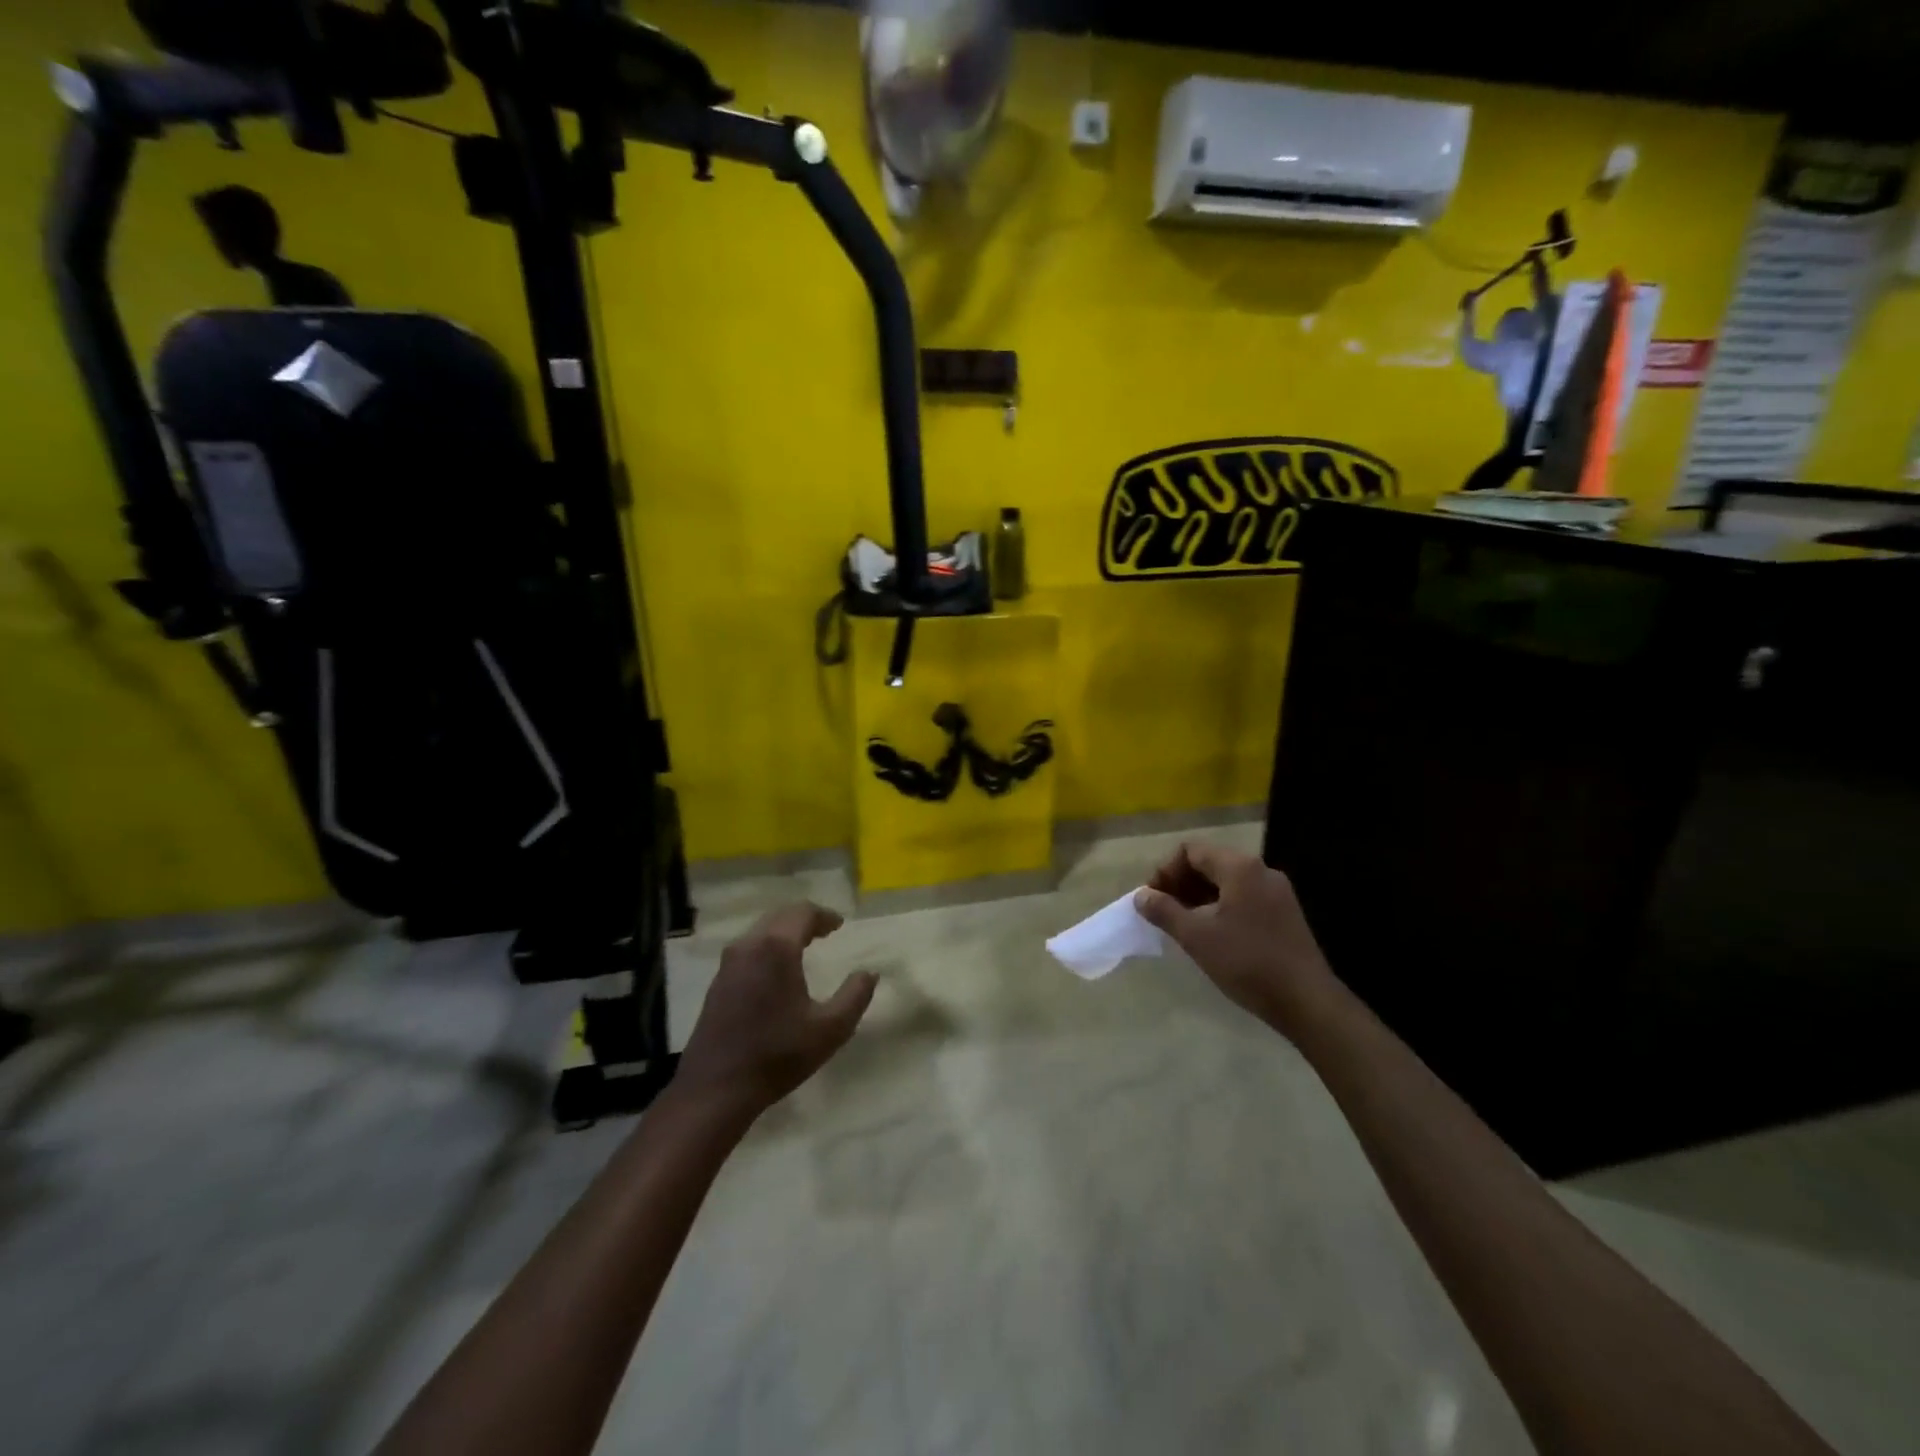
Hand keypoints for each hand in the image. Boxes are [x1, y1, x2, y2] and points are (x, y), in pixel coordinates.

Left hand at [675, 902, 876, 1117]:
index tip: (840, 925)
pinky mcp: (717, 982)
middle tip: (825, 931)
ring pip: (760, 930)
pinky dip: (767, 946)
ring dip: (784, 931)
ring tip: (804, 946)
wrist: (716, 1089)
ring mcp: (728, 963)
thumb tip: (869, 973)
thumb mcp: (830, 1029)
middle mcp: (749, 945)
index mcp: (776, 947)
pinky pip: (748, 948)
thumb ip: (855, 996)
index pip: (803, 912)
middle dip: (804, 919)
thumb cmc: (777, 1055)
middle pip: (780, 916)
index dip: (824, 915)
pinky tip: (777, 970)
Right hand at [1135, 842, 1337, 1037]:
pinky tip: (1212, 935)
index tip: (1153, 900)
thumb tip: (1141, 896)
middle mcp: (1261, 870)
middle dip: (1181, 884)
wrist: (1307, 1001)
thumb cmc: (1247, 962)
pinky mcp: (1285, 913)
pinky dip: (1220, 907)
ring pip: (1226, 882)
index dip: (1165, 871)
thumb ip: (1164, 911)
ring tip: (1183, 926)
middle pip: (1209, 863)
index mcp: (1239, 867)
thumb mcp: (1196, 936)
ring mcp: (1277, 892)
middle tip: (1163, 913)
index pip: (1191, 851)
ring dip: (1199, 897)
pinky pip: (1243, 897)